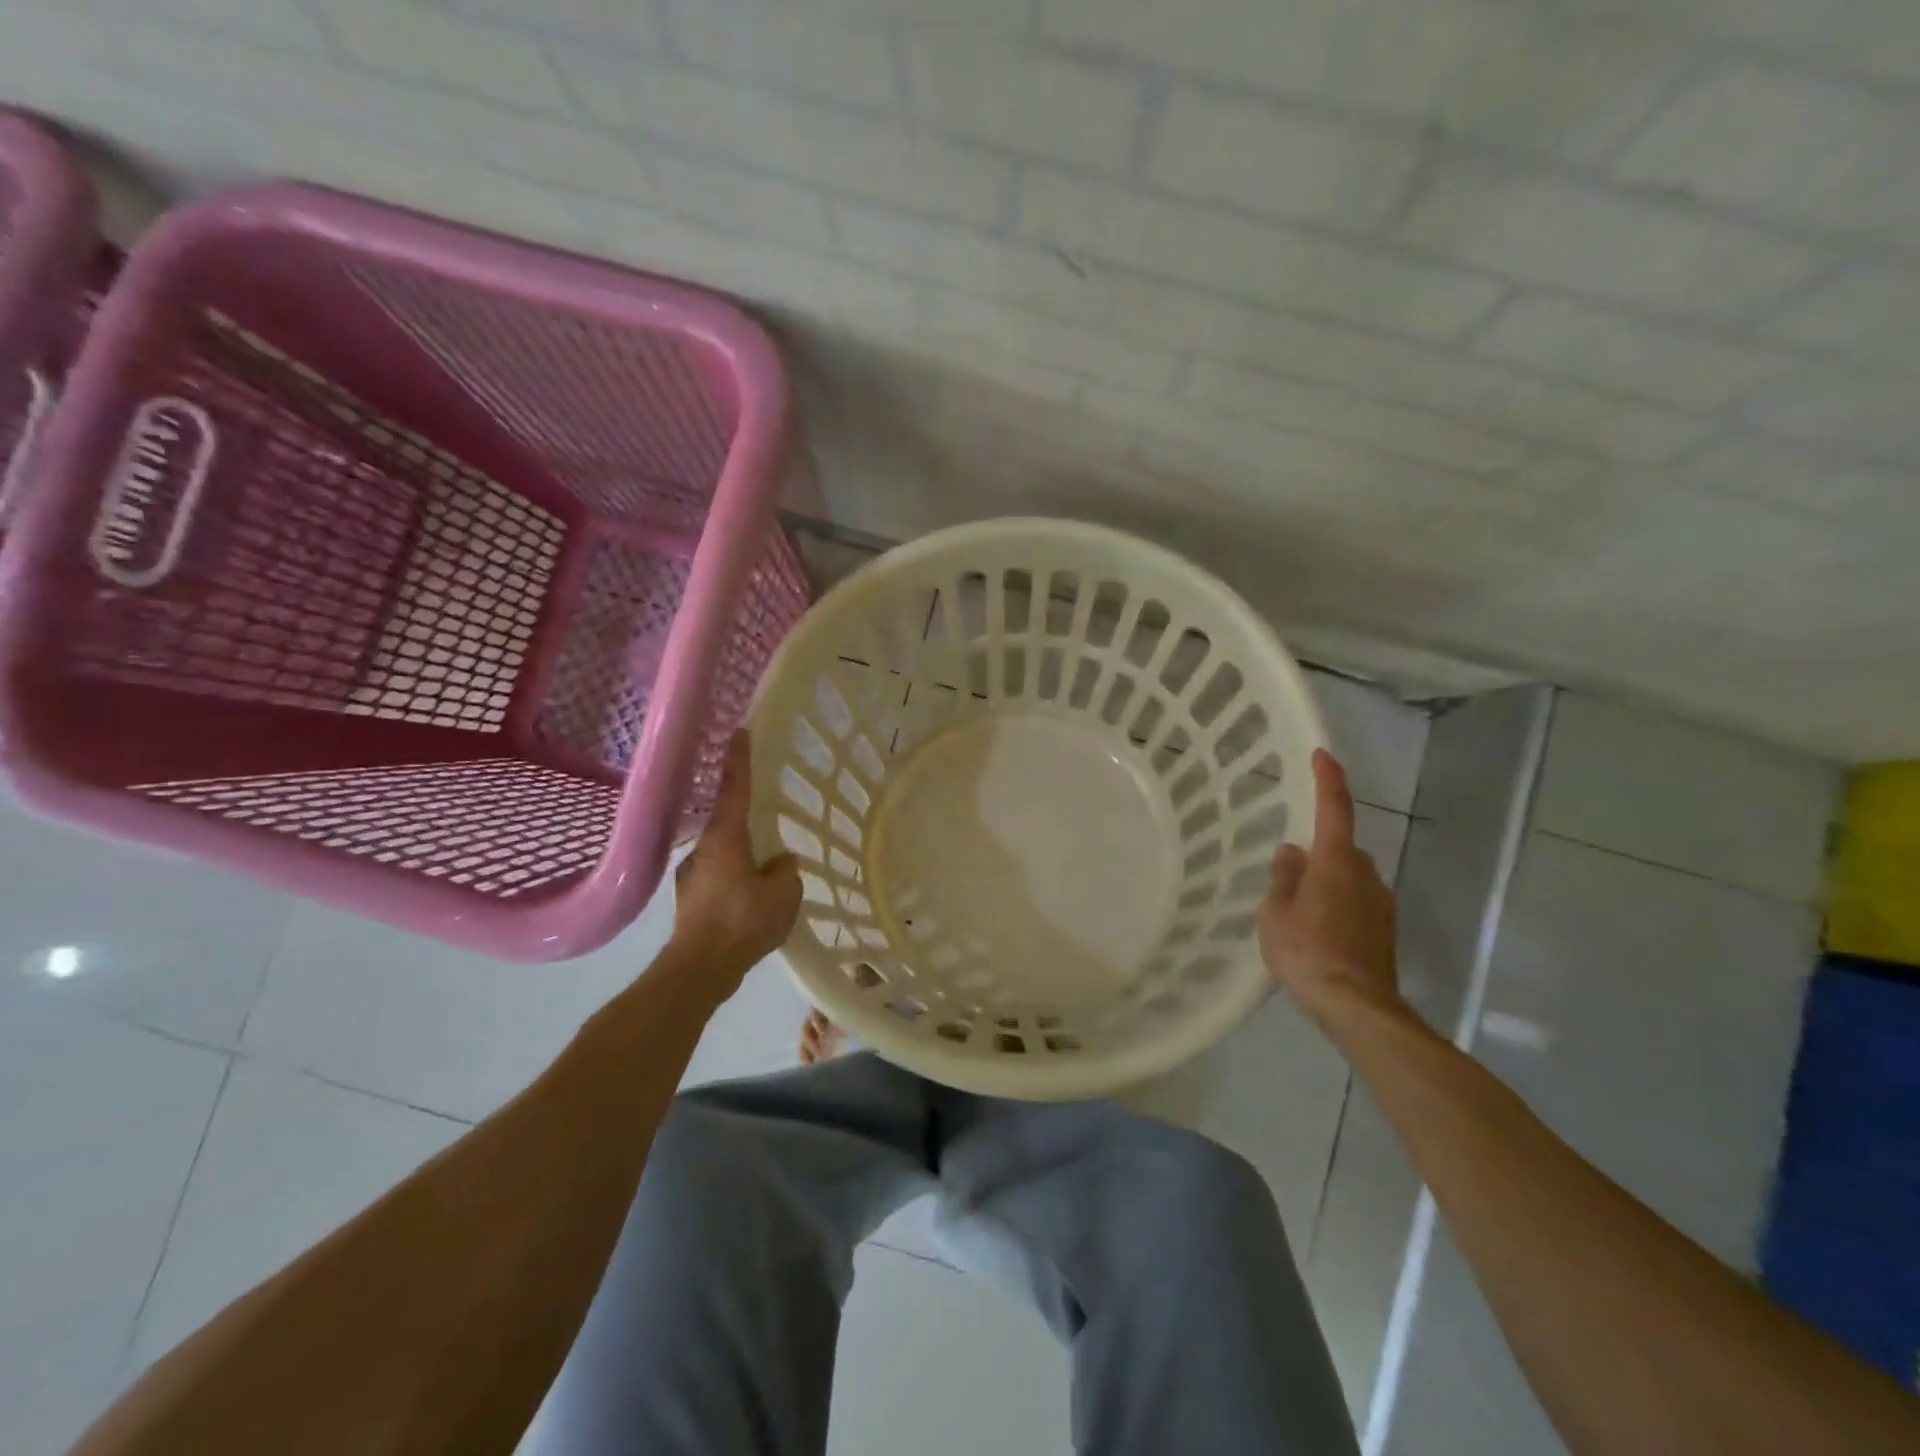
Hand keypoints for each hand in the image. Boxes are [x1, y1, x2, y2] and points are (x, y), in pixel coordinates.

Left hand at [671, 732, 801, 985]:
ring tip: (765, 871)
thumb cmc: (742, 921)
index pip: (735, 788)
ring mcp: (692, 875)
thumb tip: (780, 860)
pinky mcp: (690, 901)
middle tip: (767, 819)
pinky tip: (750, 902)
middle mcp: (704, 849)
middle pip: (727, 822)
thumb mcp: (783, 893)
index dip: (739, 759)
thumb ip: (785, 870)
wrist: (699, 969)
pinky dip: (735, 881)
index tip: (739, 731)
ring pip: (723, 854)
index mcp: (726, 837)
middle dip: (745, 818)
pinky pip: (719, 879)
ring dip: (742, 856)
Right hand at [1259, 749, 1403, 1027]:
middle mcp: (1365, 875)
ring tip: (1297, 908)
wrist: (1358, 1007)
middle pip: (1342, 847)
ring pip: (1350, 876)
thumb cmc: (1308, 953)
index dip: (1328, 780)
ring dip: (1328, 881)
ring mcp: (1380, 903)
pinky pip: (1356, 901)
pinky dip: (1338, 904)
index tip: (1322, 755)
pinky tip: (1317, 930)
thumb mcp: (1276, 913)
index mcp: (1336, 863)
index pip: (1334, 809)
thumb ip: (1284, 878)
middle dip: (1320, 850)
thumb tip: (1292, 852)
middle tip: (1288, 870)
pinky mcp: (1385, 929)